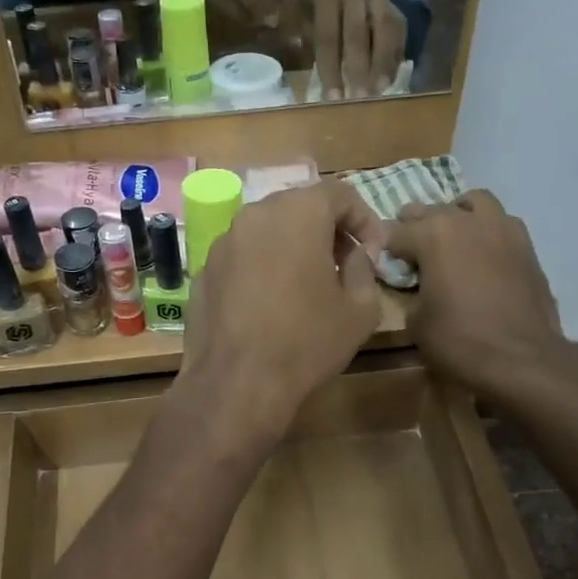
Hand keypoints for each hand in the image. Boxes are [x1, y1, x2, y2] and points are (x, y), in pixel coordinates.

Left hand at [178, 181, 386, 443]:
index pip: (340, 194)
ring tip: (306, 285)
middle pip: (300, 207)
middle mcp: (255, 215)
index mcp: (298, 213)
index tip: (373, 254)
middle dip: (327, 230)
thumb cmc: (306, 343)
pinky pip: (242, 257)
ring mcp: (223, 242)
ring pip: (267, 231)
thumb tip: (355, 256)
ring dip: (292, 247)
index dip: (365, 221)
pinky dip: (262, 267)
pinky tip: (270, 304)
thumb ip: (364, 269)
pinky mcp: (204, 271)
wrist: (237, 384)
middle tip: (344, 265)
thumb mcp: (360, 310)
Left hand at [299, 0, 405, 100]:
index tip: (333, 96)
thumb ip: (307, 30)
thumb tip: (315, 70)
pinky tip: (393, 73)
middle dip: (360, 69)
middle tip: (359, 97)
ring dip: (385, 61)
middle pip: (359, 35)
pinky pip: (397, 25)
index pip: (328, 36)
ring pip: (385, 28)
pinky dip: (396, 50)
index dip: (331, 68)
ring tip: (382, 88)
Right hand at [387, 192, 577, 409]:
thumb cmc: (459, 340)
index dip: (385, 249)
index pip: (395, 232)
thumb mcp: (416, 322)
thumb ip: (411, 292)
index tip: (382, 263)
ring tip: (451, 238)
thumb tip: (416, 287)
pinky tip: (482, 255)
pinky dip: (486, 231)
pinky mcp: (527, 245)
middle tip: (410, 250)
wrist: (520, 358)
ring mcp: (502, 228)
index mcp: (433, 235)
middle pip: (432, 210)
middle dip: (416, 226)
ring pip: (474, 203)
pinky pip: (500, 224)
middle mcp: (467, 220)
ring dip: (458, 215)